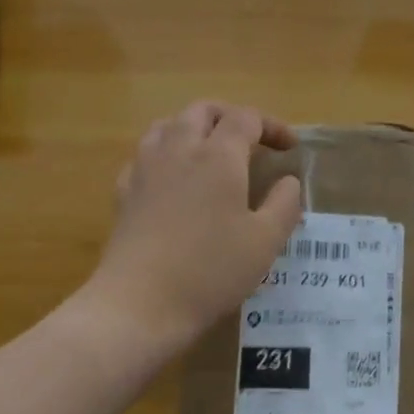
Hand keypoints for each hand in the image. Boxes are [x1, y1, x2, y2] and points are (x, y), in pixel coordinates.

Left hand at [84, 101, 302, 352]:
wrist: (139, 304)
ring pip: (169, 124)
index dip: (272, 126)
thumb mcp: (265, 241)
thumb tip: (287, 181)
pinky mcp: (124, 191)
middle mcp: (179, 149)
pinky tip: (174, 178)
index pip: (246, 118)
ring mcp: (145, 167)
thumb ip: (284, 204)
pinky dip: (166, 152)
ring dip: (195, 128)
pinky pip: (146, 153)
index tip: (289, 148)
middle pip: (203, 110)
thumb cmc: (211, 270)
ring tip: (211, 151)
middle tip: (251, 140)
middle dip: (231, 117)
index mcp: (218, 156)